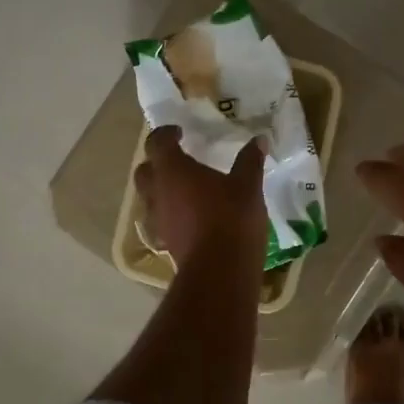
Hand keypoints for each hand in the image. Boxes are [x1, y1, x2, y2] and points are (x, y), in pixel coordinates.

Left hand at [135, 128, 266, 267]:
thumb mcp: (247, 186)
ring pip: (150, 198)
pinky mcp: (166, 242)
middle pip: (145, 171)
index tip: (179, 132)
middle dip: (157, 162)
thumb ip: (250, 161)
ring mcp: (159, 220)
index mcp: (173, 171)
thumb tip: (258, 139)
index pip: (157, 143)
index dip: (165, 134)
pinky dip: (171, 213)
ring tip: (185, 189)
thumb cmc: (231, 218)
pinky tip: (190, 216)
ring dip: (162, 190)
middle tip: (177, 159)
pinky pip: (162, 220)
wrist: (220, 270)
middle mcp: (158, 193)